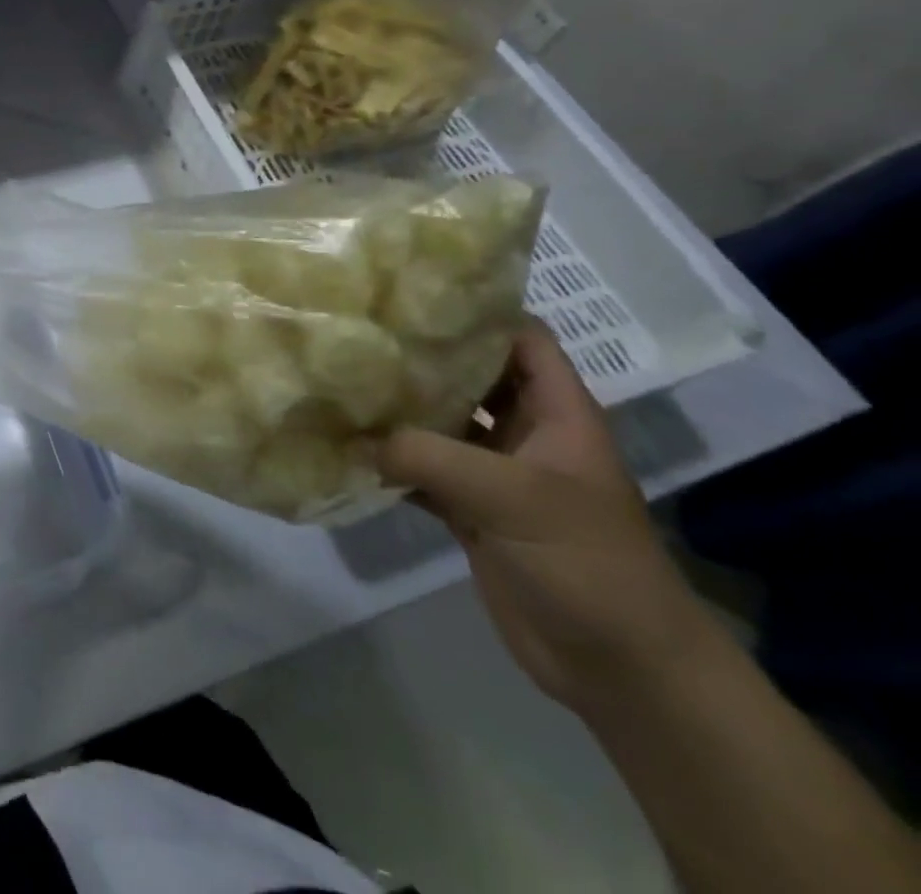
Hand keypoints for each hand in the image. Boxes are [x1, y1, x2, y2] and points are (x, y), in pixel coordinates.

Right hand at [379, 320, 718, 713]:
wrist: (618, 667)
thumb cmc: (586, 563)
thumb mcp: (512, 498)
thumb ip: (430, 456)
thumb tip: (360, 437)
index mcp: (555, 412)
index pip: (519, 337)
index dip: (476, 309)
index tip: (411, 290)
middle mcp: (523, 432)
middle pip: (469, 374)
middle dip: (420, 354)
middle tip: (357, 329)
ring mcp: (494, 472)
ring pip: (439, 422)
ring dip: (397, 407)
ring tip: (339, 377)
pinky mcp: (469, 510)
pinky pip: (421, 470)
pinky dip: (388, 460)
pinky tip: (344, 443)